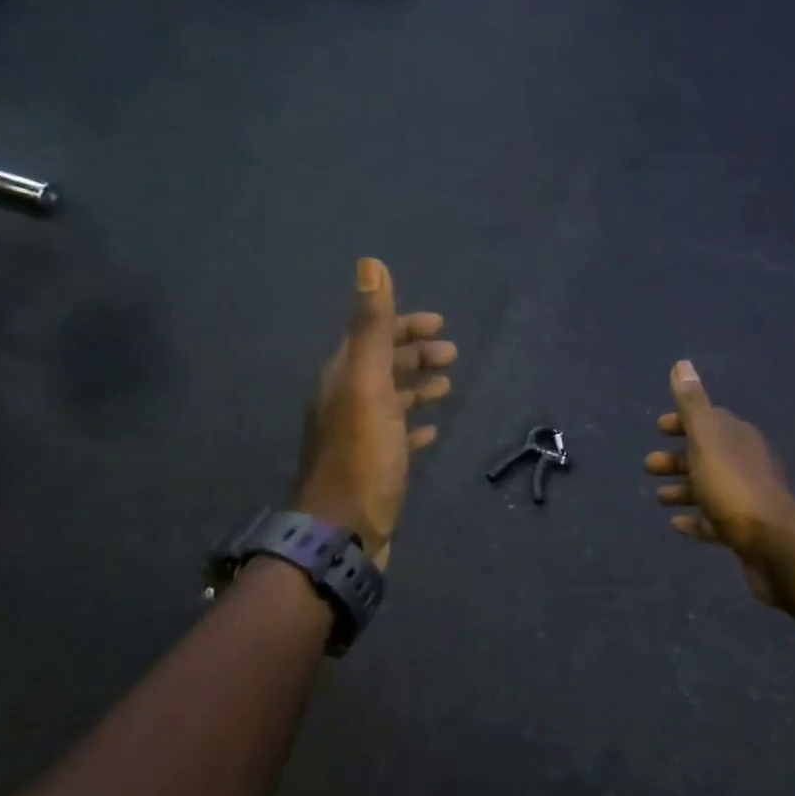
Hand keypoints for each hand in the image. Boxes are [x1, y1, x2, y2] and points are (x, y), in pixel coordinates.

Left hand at [293, 258, 455, 563]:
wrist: (342, 532)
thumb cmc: (361, 458)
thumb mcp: (368, 387)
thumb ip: (371, 328)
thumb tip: (369, 263)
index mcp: (343, 378)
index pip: (373, 337)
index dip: (404, 326)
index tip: (440, 324)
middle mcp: (347, 402)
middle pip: (383, 367)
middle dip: (415, 355)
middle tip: (452, 355)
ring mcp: (359, 436)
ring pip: (391, 400)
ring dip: (417, 387)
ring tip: (447, 387)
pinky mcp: (373, 467)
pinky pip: (396, 437)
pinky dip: (414, 426)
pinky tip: (431, 432)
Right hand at [645, 360, 794, 603]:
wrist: (771, 542)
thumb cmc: (733, 485)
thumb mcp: (707, 439)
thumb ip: (693, 404)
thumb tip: (682, 364)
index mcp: (737, 437)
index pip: (709, 421)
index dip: (683, 422)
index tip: (658, 428)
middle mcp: (745, 462)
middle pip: (706, 455)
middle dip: (677, 458)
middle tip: (648, 466)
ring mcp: (746, 498)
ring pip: (709, 488)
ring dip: (683, 489)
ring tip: (658, 497)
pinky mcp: (744, 531)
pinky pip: (714, 521)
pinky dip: (695, 520)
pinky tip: (676, 524)